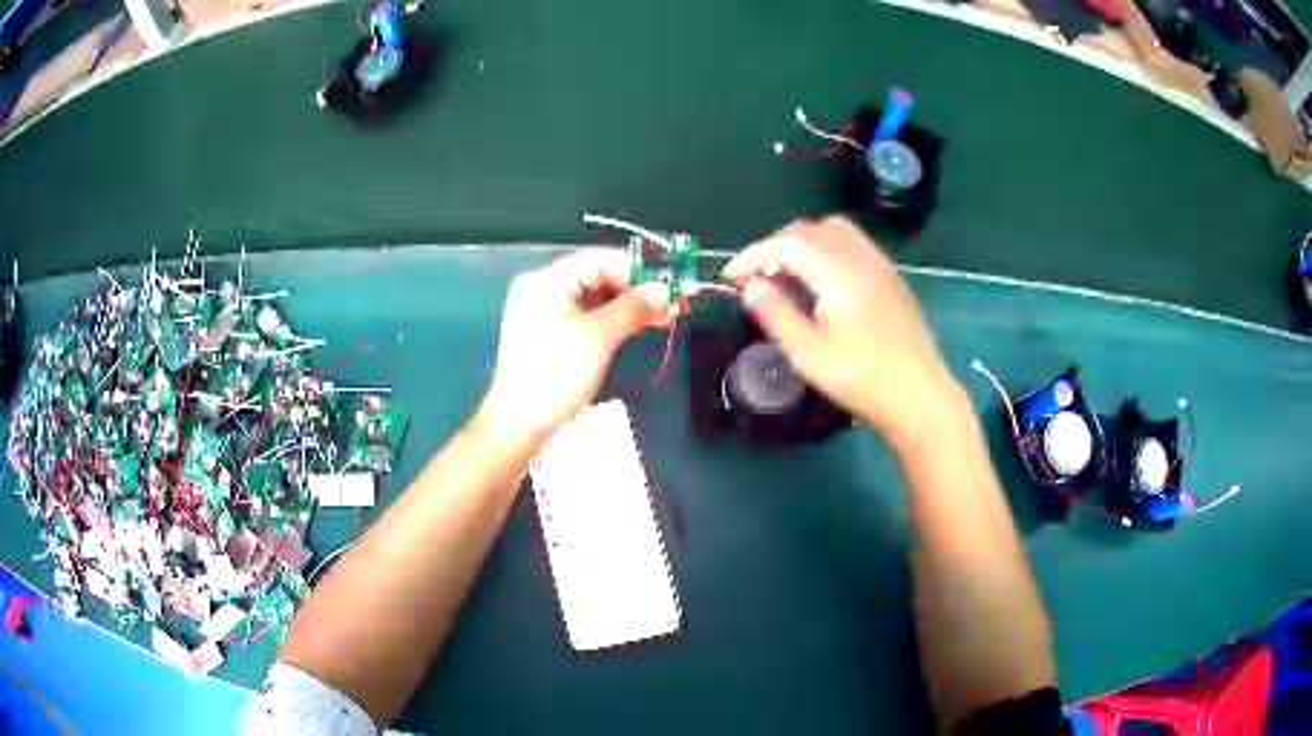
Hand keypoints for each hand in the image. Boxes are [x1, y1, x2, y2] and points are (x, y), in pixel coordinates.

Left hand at [479, 249, 670, 440]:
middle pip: (595, 274)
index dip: (637, 271)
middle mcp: (541, 287)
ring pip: (591, 295)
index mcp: (547, 280)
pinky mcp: (546, 332)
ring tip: (657, 319)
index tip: (669, 288)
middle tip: (668, 307)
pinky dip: (608, 318)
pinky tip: (631, 327)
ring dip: (624, 305)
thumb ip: (633, 308)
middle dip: (633, 289)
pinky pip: (583, 313)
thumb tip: (664, 290)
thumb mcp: (599, 337)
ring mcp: (541, 310)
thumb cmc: (557, 375)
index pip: (600, 259)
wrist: (520, 422)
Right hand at [722, 217, 965, 451]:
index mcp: (838, 273)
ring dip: (801, 242)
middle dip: (774, 246)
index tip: (730, 277)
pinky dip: (825, 247)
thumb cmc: (861, 378)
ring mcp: (878, 263)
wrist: (918, 393)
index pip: (787, 244)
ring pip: (832, 231)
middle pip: (809, 230)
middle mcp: (859, 257)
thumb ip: (776, 314)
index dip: (753, 255)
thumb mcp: (809, 353)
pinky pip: (851, 242)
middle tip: (755, 277)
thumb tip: (750, 286)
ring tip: (786, 273)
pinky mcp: (889, 275)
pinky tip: (820, 279)